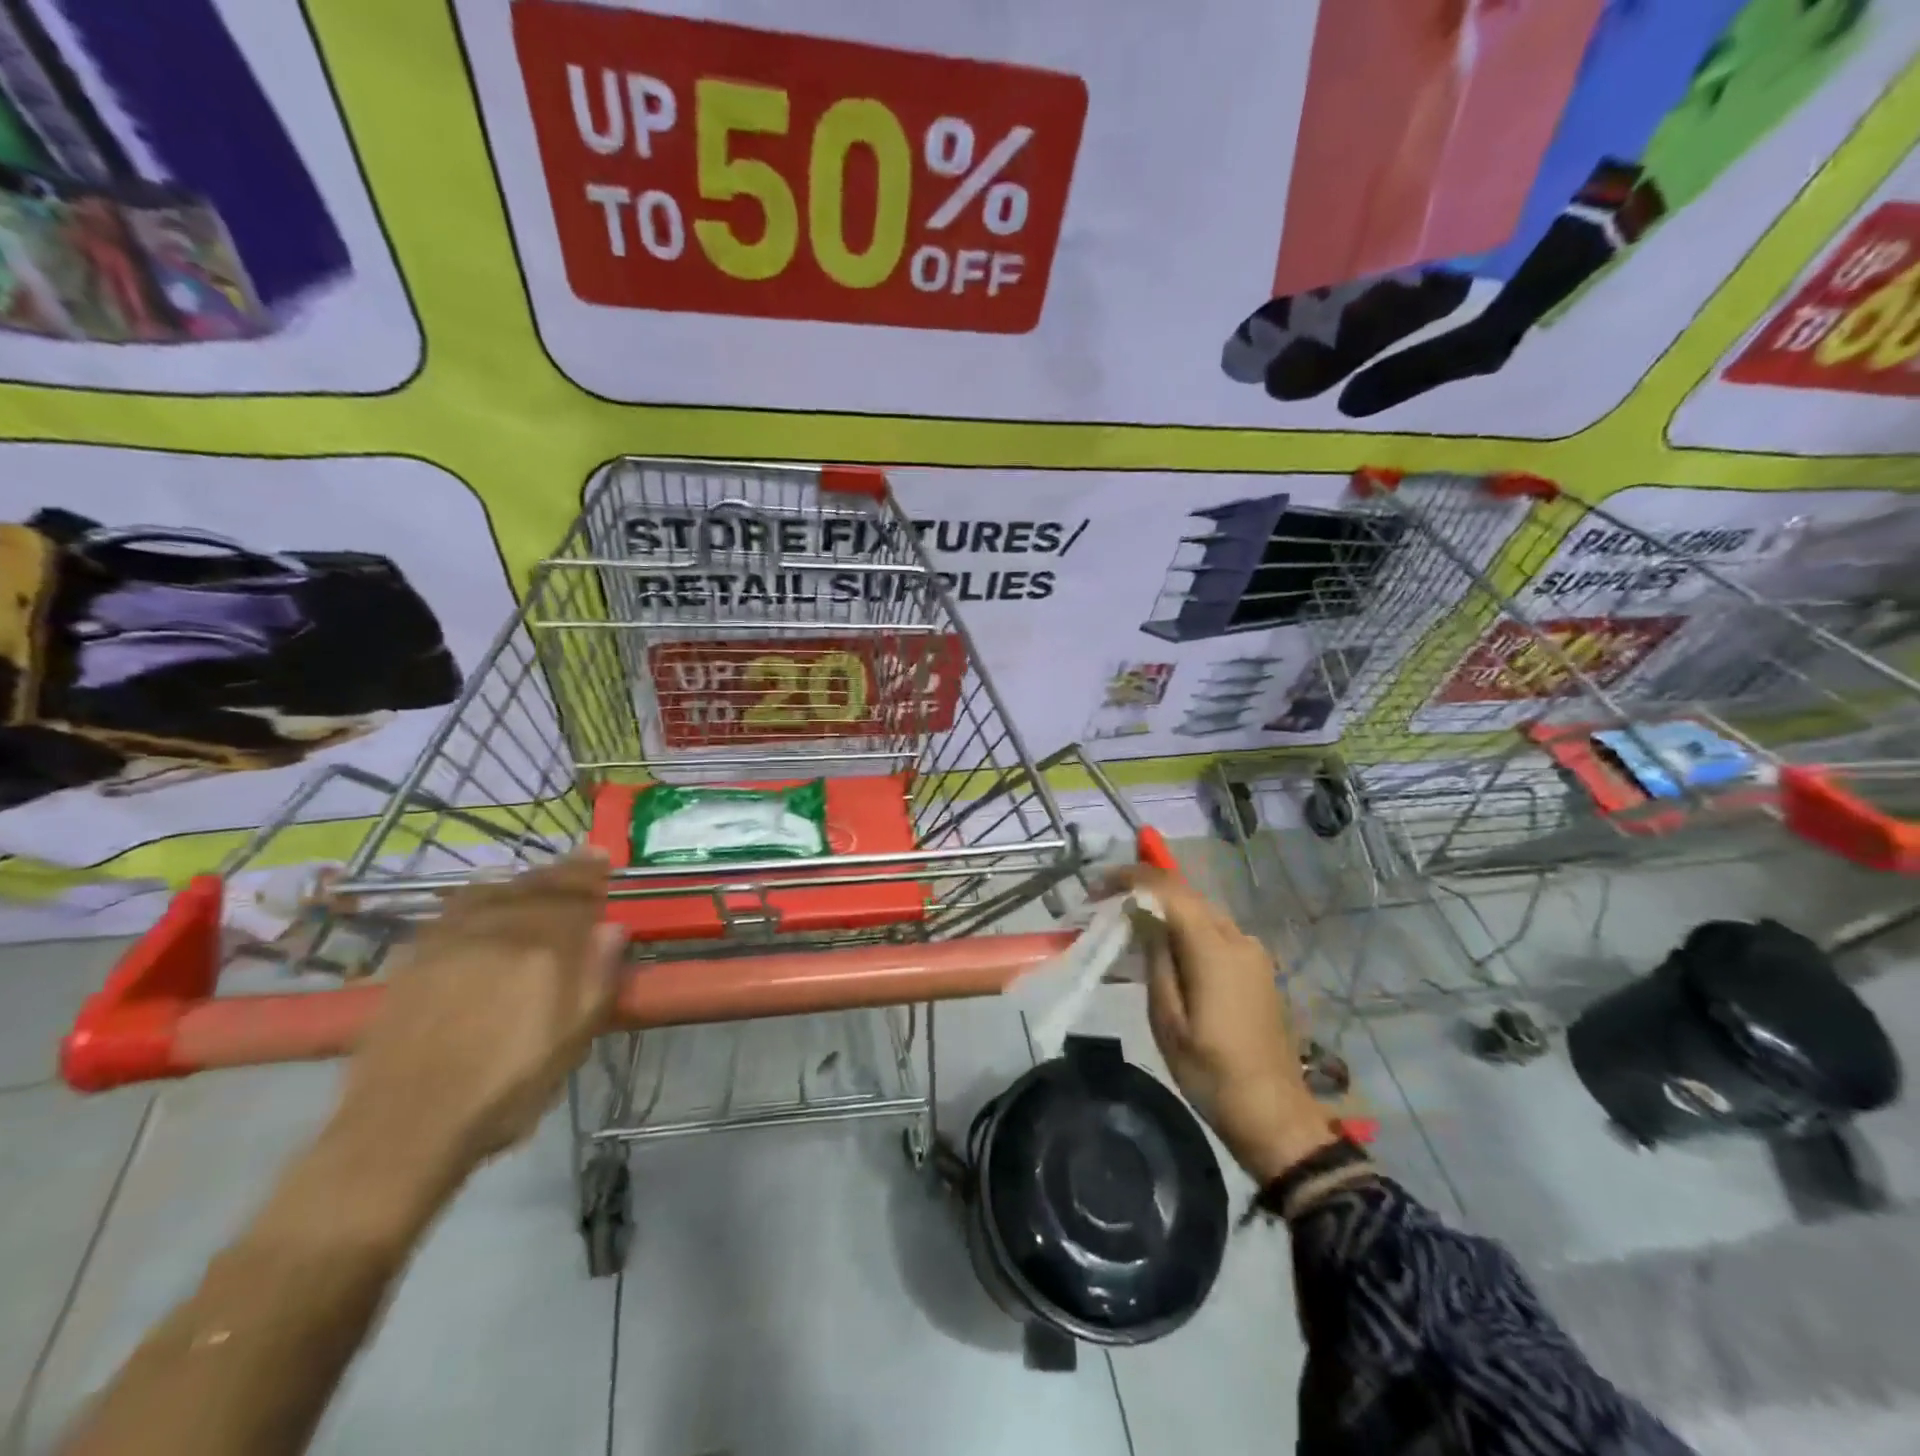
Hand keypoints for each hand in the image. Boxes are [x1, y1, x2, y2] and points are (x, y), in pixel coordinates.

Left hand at [335, 852, 626, 1184]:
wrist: (405, 1126)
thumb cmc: (505, 1089)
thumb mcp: (571, 1041)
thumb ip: (597, 979)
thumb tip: (613, 929)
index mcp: (543, 951)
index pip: (574, 897)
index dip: (590, 876)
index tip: (602, 857)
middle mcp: (497, 932)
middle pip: (535, 887)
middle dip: (562, 872)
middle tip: (582, 860)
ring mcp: (450, 941)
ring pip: (495, 891)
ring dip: (523, 881)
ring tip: (539, 880)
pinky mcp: (415, 957)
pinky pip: (456, 908)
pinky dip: (482, 895)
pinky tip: (486, 901)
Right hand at [1102, 865, 1337, 1182]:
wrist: (1272, 1113)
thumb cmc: (1210, 1071)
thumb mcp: (1167, 1018)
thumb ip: (1156, 958)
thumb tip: (1142, 915)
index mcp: (1214, 949)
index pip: (1169, 890)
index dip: (1132, 878)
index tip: (1098, 885)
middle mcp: (1238, 939)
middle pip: (1187, 896)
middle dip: (1145, 890)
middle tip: (1107, 903)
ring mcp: (1253, 953)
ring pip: (1201, 912)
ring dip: (1165, 909)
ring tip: (1129, 924)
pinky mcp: (1258, 968)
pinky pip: (1215, 932)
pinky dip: (1186, 928)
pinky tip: (1166, 948)